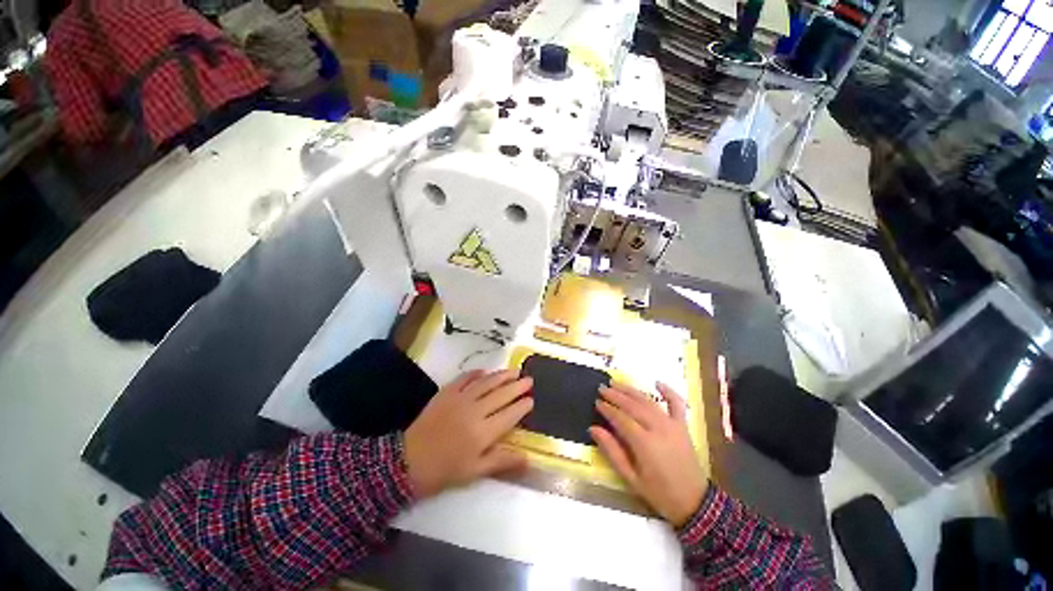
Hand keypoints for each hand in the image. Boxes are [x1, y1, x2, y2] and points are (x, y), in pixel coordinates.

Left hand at [404, 370, 533, 497]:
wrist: (408, 462)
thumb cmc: (445, 470)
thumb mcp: (475, 472)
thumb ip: (502, 461)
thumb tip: (529, 459)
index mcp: (484, 432)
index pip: (510, 415)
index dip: (522, 406)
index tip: (531, 400)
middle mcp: (475, 411)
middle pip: (502, 395)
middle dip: (517, 386)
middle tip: (529, 379)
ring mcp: (461, 399)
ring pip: (487, 383)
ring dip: (502, 376)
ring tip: (514, 370)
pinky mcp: (447, 392)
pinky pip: (465, 378)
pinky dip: (476, 373)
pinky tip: (485, 371)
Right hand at [590, 382, 708, 527]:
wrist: (694, 503)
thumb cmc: (659, 493)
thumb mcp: (631, 478)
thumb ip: (612, 451)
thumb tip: (593, 428)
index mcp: (644, 443)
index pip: (621, 418)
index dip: (607, 409)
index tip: (596, 402)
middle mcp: (658, 428)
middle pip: (632, 406)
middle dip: (615, 395)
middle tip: (601, 388)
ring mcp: (672, 425)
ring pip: (648, 401)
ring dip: (631, 390)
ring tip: (616, 383)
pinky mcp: (682, 426)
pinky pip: (676, 404)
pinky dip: (668, 391)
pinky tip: (657, 383)